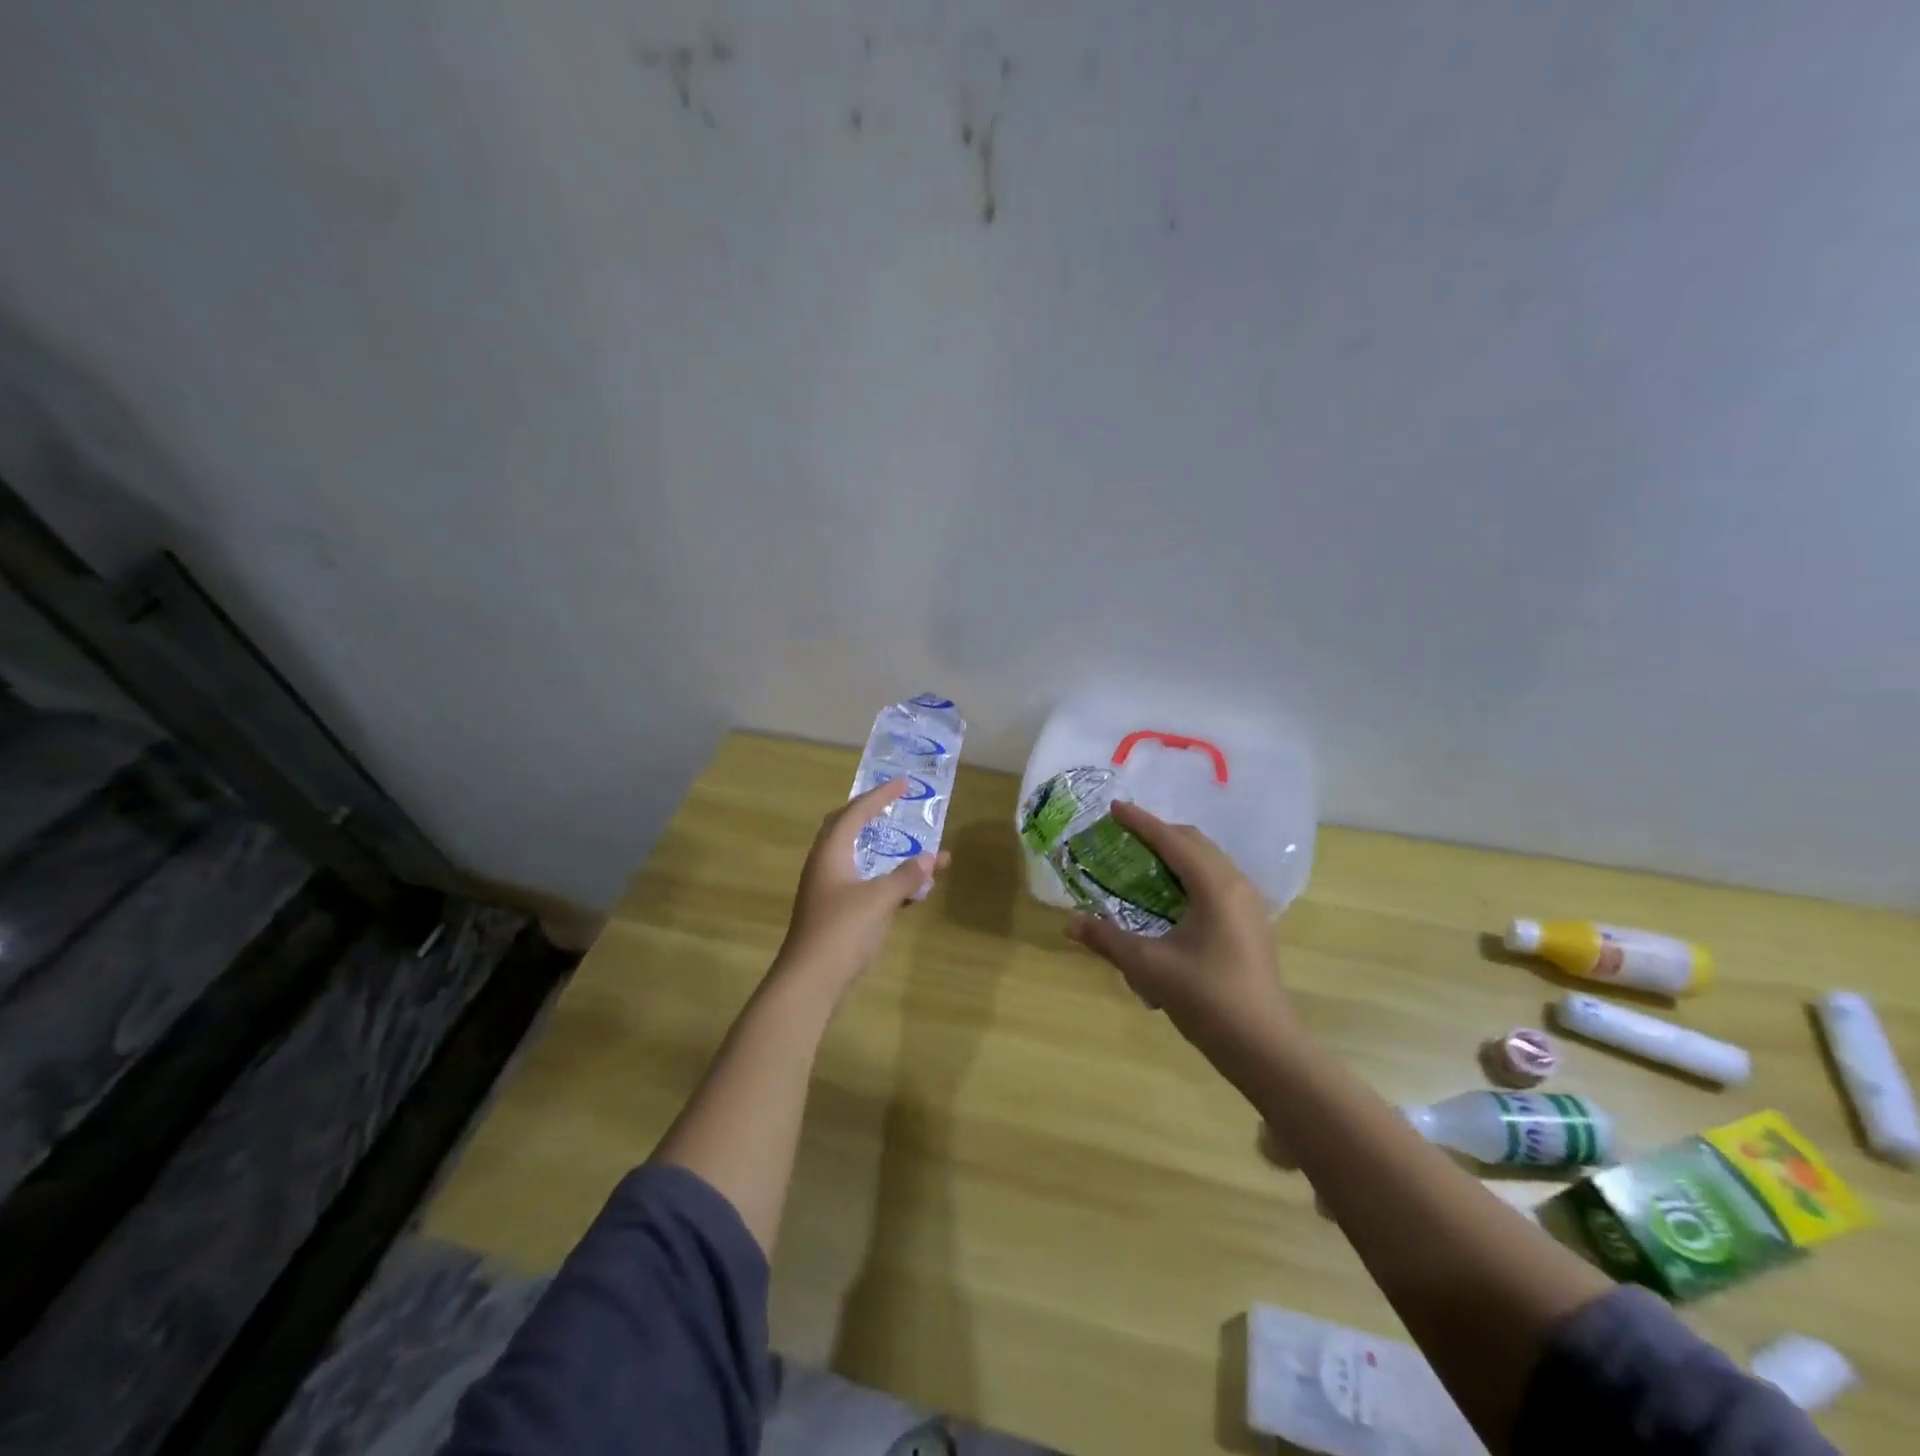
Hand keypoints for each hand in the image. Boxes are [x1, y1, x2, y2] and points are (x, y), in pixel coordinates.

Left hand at [776, 778, 949, 994]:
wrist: (810, 982)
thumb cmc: (841, 932)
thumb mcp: (879, 900)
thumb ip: (906, 877)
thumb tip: (931, 858)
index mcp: (830, 854)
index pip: (855, 813)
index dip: (879, 796)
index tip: (903, 783)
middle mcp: (826, 866)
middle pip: (846, 829)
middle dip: (871, 814)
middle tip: (894, 805)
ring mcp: (829, 891)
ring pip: (858, 859)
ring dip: (885, 851)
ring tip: (911, 845)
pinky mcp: (836, 914)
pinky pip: (865, 884)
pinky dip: (887, 880)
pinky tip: (912, 891)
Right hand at [1065, 801, 1292, 1036]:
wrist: (1264, 1046)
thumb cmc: (1206, 999)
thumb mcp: (1148, 967)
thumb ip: (1107, 939)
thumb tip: (1070, 923)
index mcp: (1214, 886)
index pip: (1172, 841)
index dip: (1140, 822)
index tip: (1113, 808)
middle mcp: (1236, 885)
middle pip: (1195, 842)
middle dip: (1159, 832)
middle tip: (1125, 834)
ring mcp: (1250, 904)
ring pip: (1210, 860)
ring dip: (1177, 851)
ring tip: (1145, 859)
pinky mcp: (1253, 922)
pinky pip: (1219, 879)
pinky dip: (1192, 872)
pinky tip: (1173, 894)